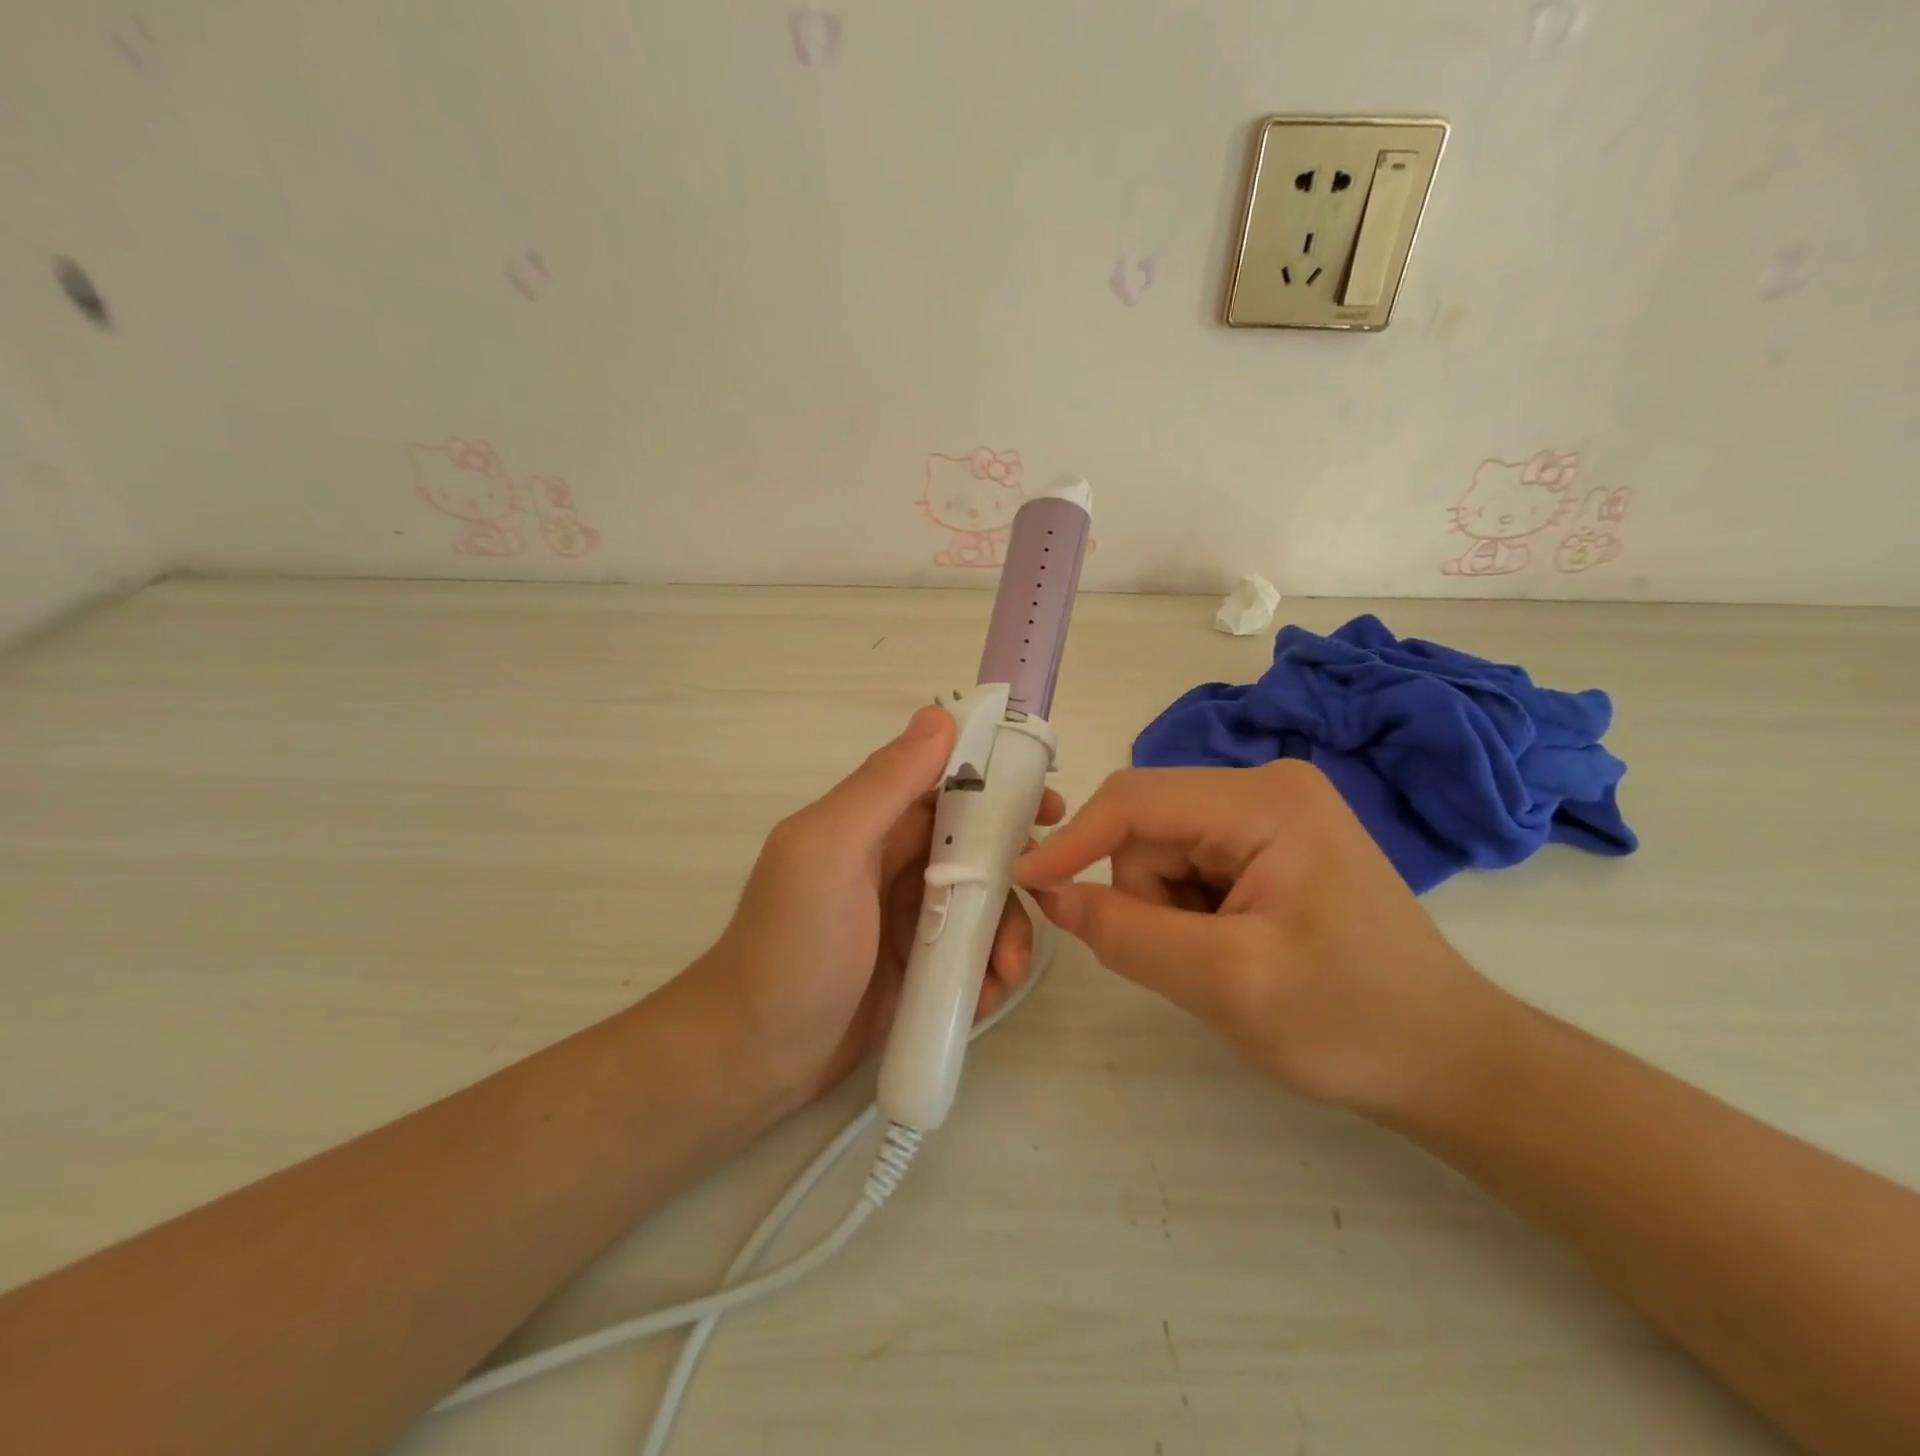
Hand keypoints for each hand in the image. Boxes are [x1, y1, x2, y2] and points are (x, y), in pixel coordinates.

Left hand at [690, 706, 1064, 1108]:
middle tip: (1050, 891)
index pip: (946, 783)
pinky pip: (970, 954)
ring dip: (1007, 931)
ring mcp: (908, 918)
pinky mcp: (919, 969)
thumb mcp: (830, 853)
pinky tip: (988, 995)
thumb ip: (883, 786)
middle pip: (976, 846)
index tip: (1046, 804)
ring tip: (1009, 972)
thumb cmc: (792, 946)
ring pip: (981, 904)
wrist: (755, 1058)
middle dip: (1016, 867)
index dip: (999, 785)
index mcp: (871, 823)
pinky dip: (987, 969)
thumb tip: (939, 716)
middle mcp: (894, 863)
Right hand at [1014, 761, 1506, 1118]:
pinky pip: (1190, 868)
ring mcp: (1270, 815)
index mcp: (1265, 801)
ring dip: (1167, 911)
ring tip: (1224, 961)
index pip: (1136, 801)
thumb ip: (1127, 934)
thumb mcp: (1227, 983)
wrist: (1450, 1061)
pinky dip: (1188, 914)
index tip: (1022, 883)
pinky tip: (1235, 948)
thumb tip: (1047, 892)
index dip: (1071, 842)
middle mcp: (1265, 788)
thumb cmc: (1352, 1022)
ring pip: (1162, 853)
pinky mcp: (1270, 845)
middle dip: (1145, 897)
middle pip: (1149, 830)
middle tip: (1191, 961)